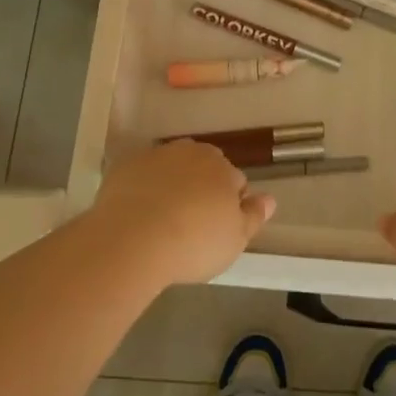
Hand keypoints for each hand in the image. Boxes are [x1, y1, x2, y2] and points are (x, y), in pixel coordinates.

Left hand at [87, 141, 275, 286]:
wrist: (132, 240)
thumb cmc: (193, 243)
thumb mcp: (235, 239)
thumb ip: (254, 216)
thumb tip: (270, 199)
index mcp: (222, 168)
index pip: (236, 181)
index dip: (231, 204)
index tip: (220, 227)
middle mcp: (191, 152)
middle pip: (204, 167)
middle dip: (203, 187)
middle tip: (193, 222)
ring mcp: (156, 156)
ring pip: (173, 167)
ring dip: (174, 184)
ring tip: (165, 218)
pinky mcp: (126, 166)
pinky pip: (143, 175)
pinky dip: (144, 187)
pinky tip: (139, 214)